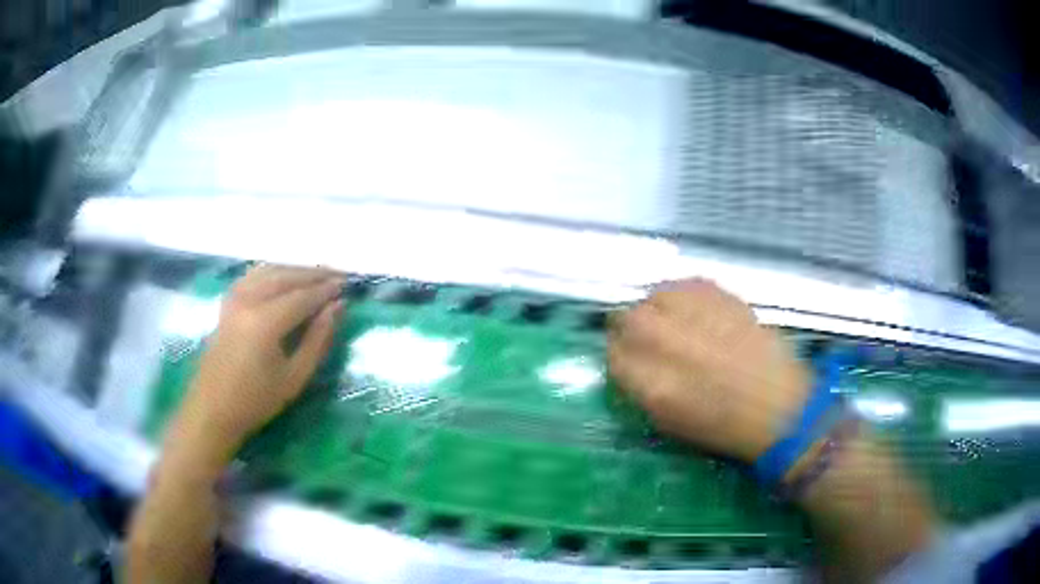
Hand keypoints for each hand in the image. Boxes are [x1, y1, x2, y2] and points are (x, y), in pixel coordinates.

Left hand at [175, 265, 344, 463]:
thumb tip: (337, 307)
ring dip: (294, 269)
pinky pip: (253, 275)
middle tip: (338, 275)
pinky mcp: (227, 302)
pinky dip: (272, 271)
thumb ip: (317, 340)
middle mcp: (248, 300)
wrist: (213, 409)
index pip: (302, 296)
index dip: (326, 290)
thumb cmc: (256, 401)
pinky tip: (283, 276)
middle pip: (286, 276)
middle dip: (314, 274)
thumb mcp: (294, 378)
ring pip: (269, 271)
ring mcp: (234, 298)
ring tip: (316, 274)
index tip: (347, 285)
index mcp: (265, 322)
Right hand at [608, 278, 811, 462]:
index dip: (619, 354)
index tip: (628, 357)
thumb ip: (639, 386)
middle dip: (631, 327)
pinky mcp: (719, 294)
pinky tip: (696, 311)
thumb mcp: (667, 420)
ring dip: (656, 308)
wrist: (778, 404)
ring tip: (675, 322)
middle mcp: (666, 340)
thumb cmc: (722, 425)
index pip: (612, 352)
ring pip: (653, 296)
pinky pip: (684, 284)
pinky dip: (682, 295)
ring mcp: (693, 313)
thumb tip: (626, 358)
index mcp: (651, 382)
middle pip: (626, 318)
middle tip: (649, 338)